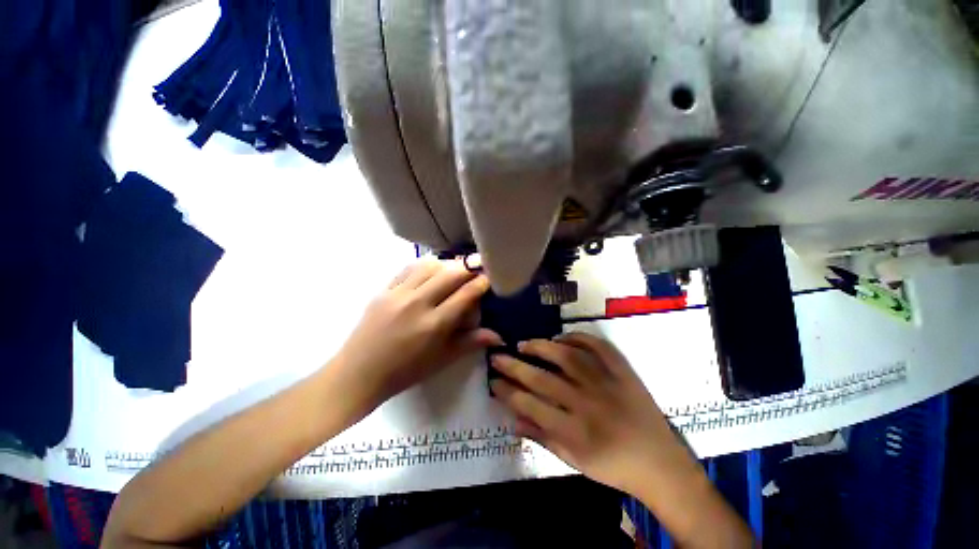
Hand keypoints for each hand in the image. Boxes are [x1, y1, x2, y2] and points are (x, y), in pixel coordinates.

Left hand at [333, 259, 501, 415]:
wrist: (358, 373)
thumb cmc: (405, 371)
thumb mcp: (442, 360)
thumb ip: (471, 342)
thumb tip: (499, 336)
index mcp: (434, 325)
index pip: (465, 295)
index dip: (481, 283)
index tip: (489, 278)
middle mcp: (417, 304)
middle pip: (450, 274)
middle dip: (469, 267)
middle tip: (478, 267)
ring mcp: (397, 294)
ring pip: (429, 265)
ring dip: (447, 263)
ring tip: (456, 267)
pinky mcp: (383, 290)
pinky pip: (408, 268)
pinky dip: (425, 264)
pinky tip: (432, 268)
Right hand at [490, 333, 696, 496]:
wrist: (660, 463)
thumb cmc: (613, 466)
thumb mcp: (574, 461)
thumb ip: (542, 438)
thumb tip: (512, 419)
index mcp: (574, 432)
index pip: (530, 405)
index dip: (507, 391)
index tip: (493, 380)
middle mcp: (587, 404)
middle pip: (542, 379)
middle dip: (513, 366)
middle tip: (497, 356)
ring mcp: (606, 383)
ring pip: (567, 357)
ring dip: (541, 347)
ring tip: (524, 343)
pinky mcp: (623, 371)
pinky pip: (598, 346)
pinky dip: (578, 337)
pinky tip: (562, 337)